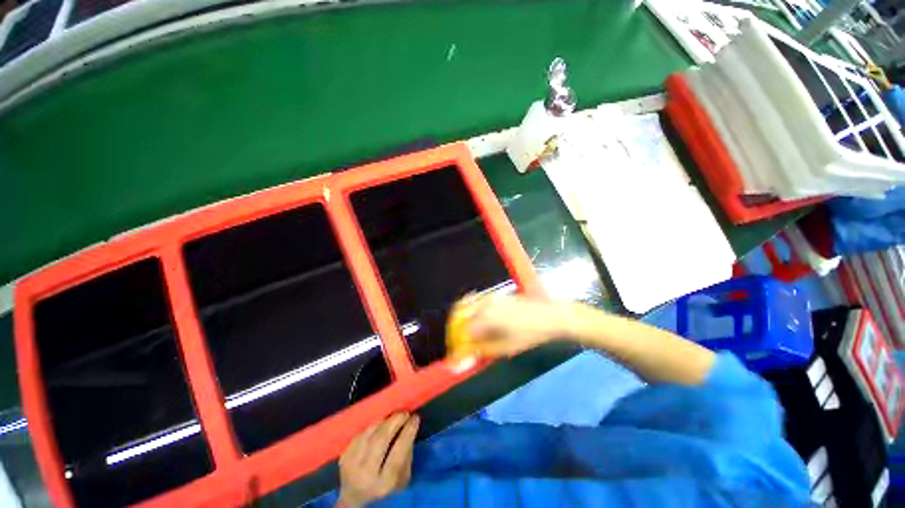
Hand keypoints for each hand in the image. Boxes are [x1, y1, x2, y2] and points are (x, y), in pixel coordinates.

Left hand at [337, 413, 419, 507]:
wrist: (355, 504)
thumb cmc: (385, 492)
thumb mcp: (402, 480)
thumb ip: (406, 455)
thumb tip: (409, 427)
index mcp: (384, 484)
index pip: (398, 452)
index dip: (408, 432)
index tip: (415, 417)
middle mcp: (365, 475)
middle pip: (380, 439)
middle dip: (395, 421)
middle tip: (405, 413)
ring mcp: (351, 466)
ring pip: (369, 433)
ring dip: (384, 421)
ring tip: (394, 416)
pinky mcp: (343, 458)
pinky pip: (360, 434)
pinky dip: (372, 426)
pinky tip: (380, 425)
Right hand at [467, 295, 569, 356]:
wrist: (550, 316)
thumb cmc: (529, 335)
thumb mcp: (506, 347)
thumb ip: (483, 349)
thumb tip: (465, 354)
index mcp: (485, 317)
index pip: (462, 330)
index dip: (457, 342)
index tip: (457, 351)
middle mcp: (484, 303)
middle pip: (460, 312)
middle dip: (456, 327)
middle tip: (459, 340)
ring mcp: (490, 297)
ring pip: (467, 305)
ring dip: (463, 318)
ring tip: (469, 332)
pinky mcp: (496, 295)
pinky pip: (476, 301)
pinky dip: (472, 311)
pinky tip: (478, 321)